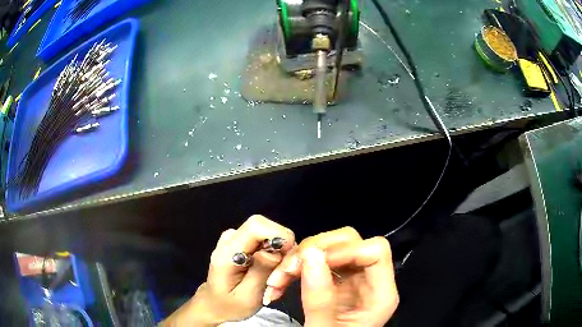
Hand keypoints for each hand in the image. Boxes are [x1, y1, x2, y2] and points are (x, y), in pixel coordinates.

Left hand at [161, 215, 294, 325]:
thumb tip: (275, 251)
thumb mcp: (247, 297)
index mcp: (227, 252)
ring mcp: (235, 238)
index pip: (256, 226)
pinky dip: (274, 253)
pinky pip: (265, 239)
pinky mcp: (242, 241)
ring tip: (275, 276)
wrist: (214, 303)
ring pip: (268, 233)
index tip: (289, 255)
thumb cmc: (230, 305)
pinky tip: (270, 271)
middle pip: (265, 227)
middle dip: (281, 247)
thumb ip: (260, 272)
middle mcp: (230, 239)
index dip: (278, 234)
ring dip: (279, 253)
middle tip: (283, 272)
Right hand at [265, 227, 398, 326]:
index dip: (345, 250)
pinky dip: (296, 267)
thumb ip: (319, 299)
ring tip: (276, 281)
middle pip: (351, 242)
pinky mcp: (336, 281)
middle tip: (287, 270)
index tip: (312, 263)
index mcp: (380, 295)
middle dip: (314, 250)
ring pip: (331, 247)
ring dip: (299, 259)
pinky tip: (280, 282)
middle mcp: (370, 280)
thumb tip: (310, 254)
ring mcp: (353, 279)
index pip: (375, 251)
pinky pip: (317, 261)